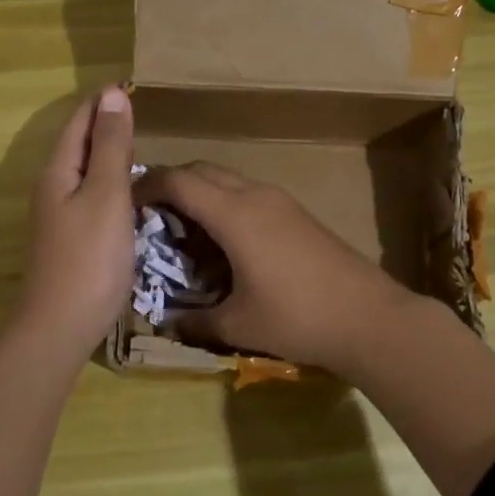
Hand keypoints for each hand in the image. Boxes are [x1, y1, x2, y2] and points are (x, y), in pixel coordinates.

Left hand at [15, 87, 136, 360]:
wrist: (61, 325)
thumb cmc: (89, 257)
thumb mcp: (106, 194)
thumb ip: (111, 146)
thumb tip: (113, 94)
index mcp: (58, 170)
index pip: (80, 120)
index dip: (104, 100)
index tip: (133, 83)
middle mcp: (52, 187)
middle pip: (78, 142)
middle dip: (105, 122)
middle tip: (142, 109)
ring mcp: (58, 215)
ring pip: (84, 170)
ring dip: (107, 151)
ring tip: (140, 143)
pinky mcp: (70, 238)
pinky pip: (90, 194)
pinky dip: (109, 181)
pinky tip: (129, 191)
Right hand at [133, 162, 418, 372]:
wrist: (369, 318)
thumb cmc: (297, 318)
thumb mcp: (237, 325)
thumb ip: (194, 321)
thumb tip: (166, 322)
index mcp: (234, 214)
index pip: (178, 181)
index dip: (146, 186)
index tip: (125, 203)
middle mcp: (255, 195)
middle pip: (202, 170)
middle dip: (171, 185)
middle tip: (151, 217)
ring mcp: (280, 201)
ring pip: (227, 180)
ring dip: (200, 193)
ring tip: (184, 231)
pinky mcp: (297, 213)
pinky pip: (248, 194)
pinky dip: (225, 204)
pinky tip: (224, 242)